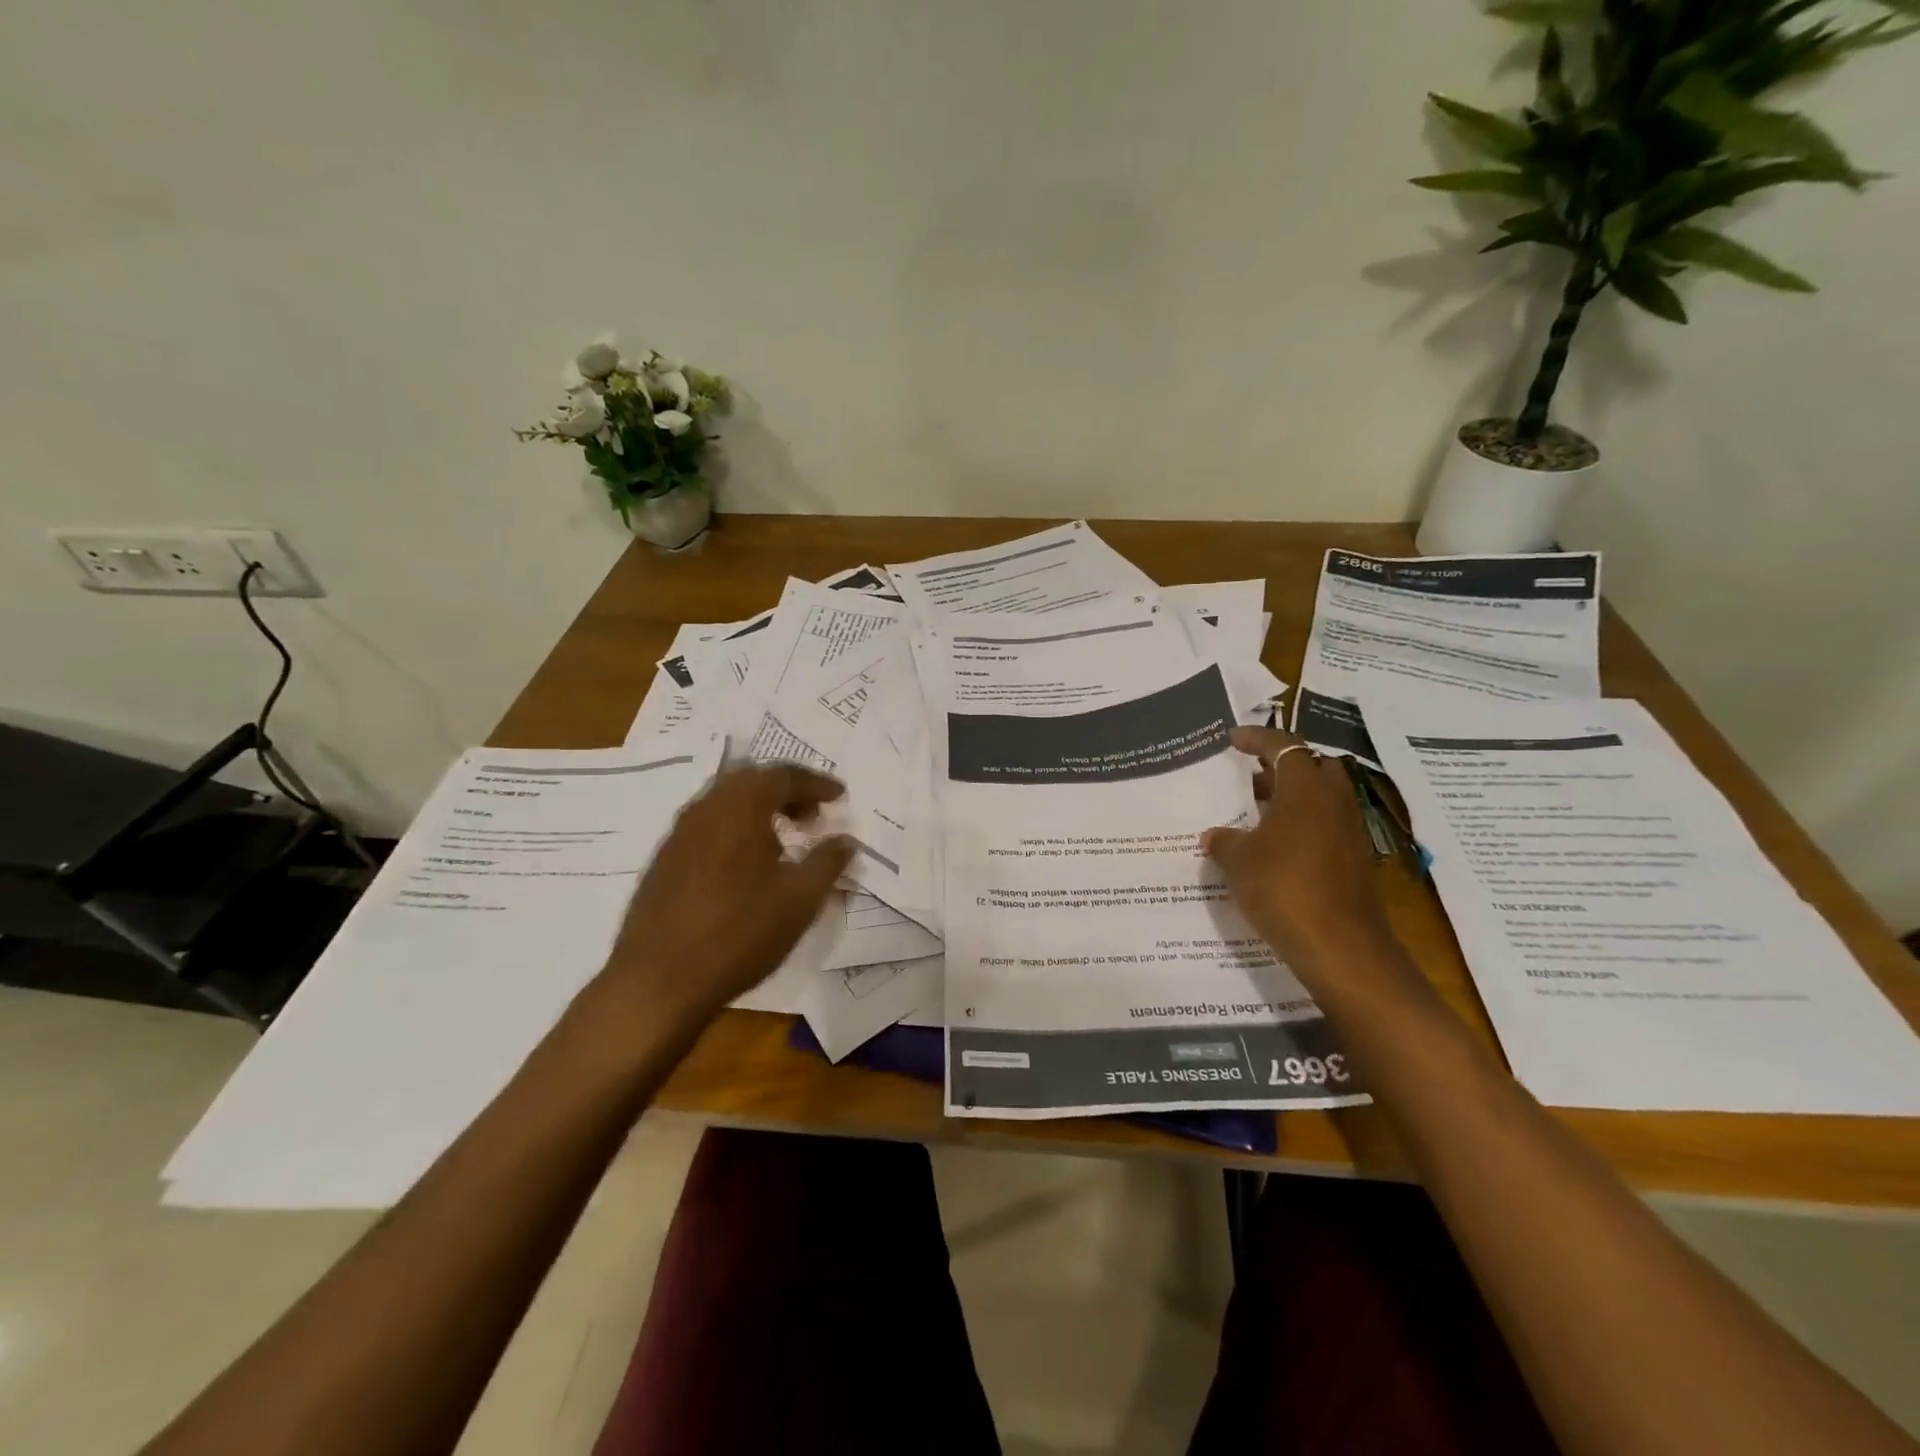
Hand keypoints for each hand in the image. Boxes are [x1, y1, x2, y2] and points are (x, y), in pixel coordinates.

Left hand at [599, 763, 854, 1029]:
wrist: (659, 981)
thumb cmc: (739, 932)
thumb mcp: (800, 899)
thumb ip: (828, 862)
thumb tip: (845, 840)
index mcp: (740, 806)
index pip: (784, 775)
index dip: (816, 783)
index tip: (840, 796)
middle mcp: (705, 808)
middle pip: (751, 780)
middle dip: (786, 791)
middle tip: (813, 814)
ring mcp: (679, 834)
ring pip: (725, 803)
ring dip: (759, 810)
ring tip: (784, 841)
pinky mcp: (664, 861)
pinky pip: (708, 827)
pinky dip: (735, 830)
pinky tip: (747, 867)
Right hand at [1202, 727, 1396, 981]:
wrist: (1341, 947)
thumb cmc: (1283, 888)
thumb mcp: (1239, 862)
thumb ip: (1224, 841)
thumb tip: (1213, 836)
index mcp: (1306, 788)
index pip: (1283, 746)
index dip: (1257, 739)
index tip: (1233, 739)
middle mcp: (1334, 801)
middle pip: (1311, 767)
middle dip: (1281, 766)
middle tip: (1250, 777)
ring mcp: (1350, 831)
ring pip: (1321, 798)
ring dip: (1292, 797)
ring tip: (1256, 813)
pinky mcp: (1356, 860)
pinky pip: (1326, 826)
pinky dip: (1302, 825)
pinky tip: (1275, 848)